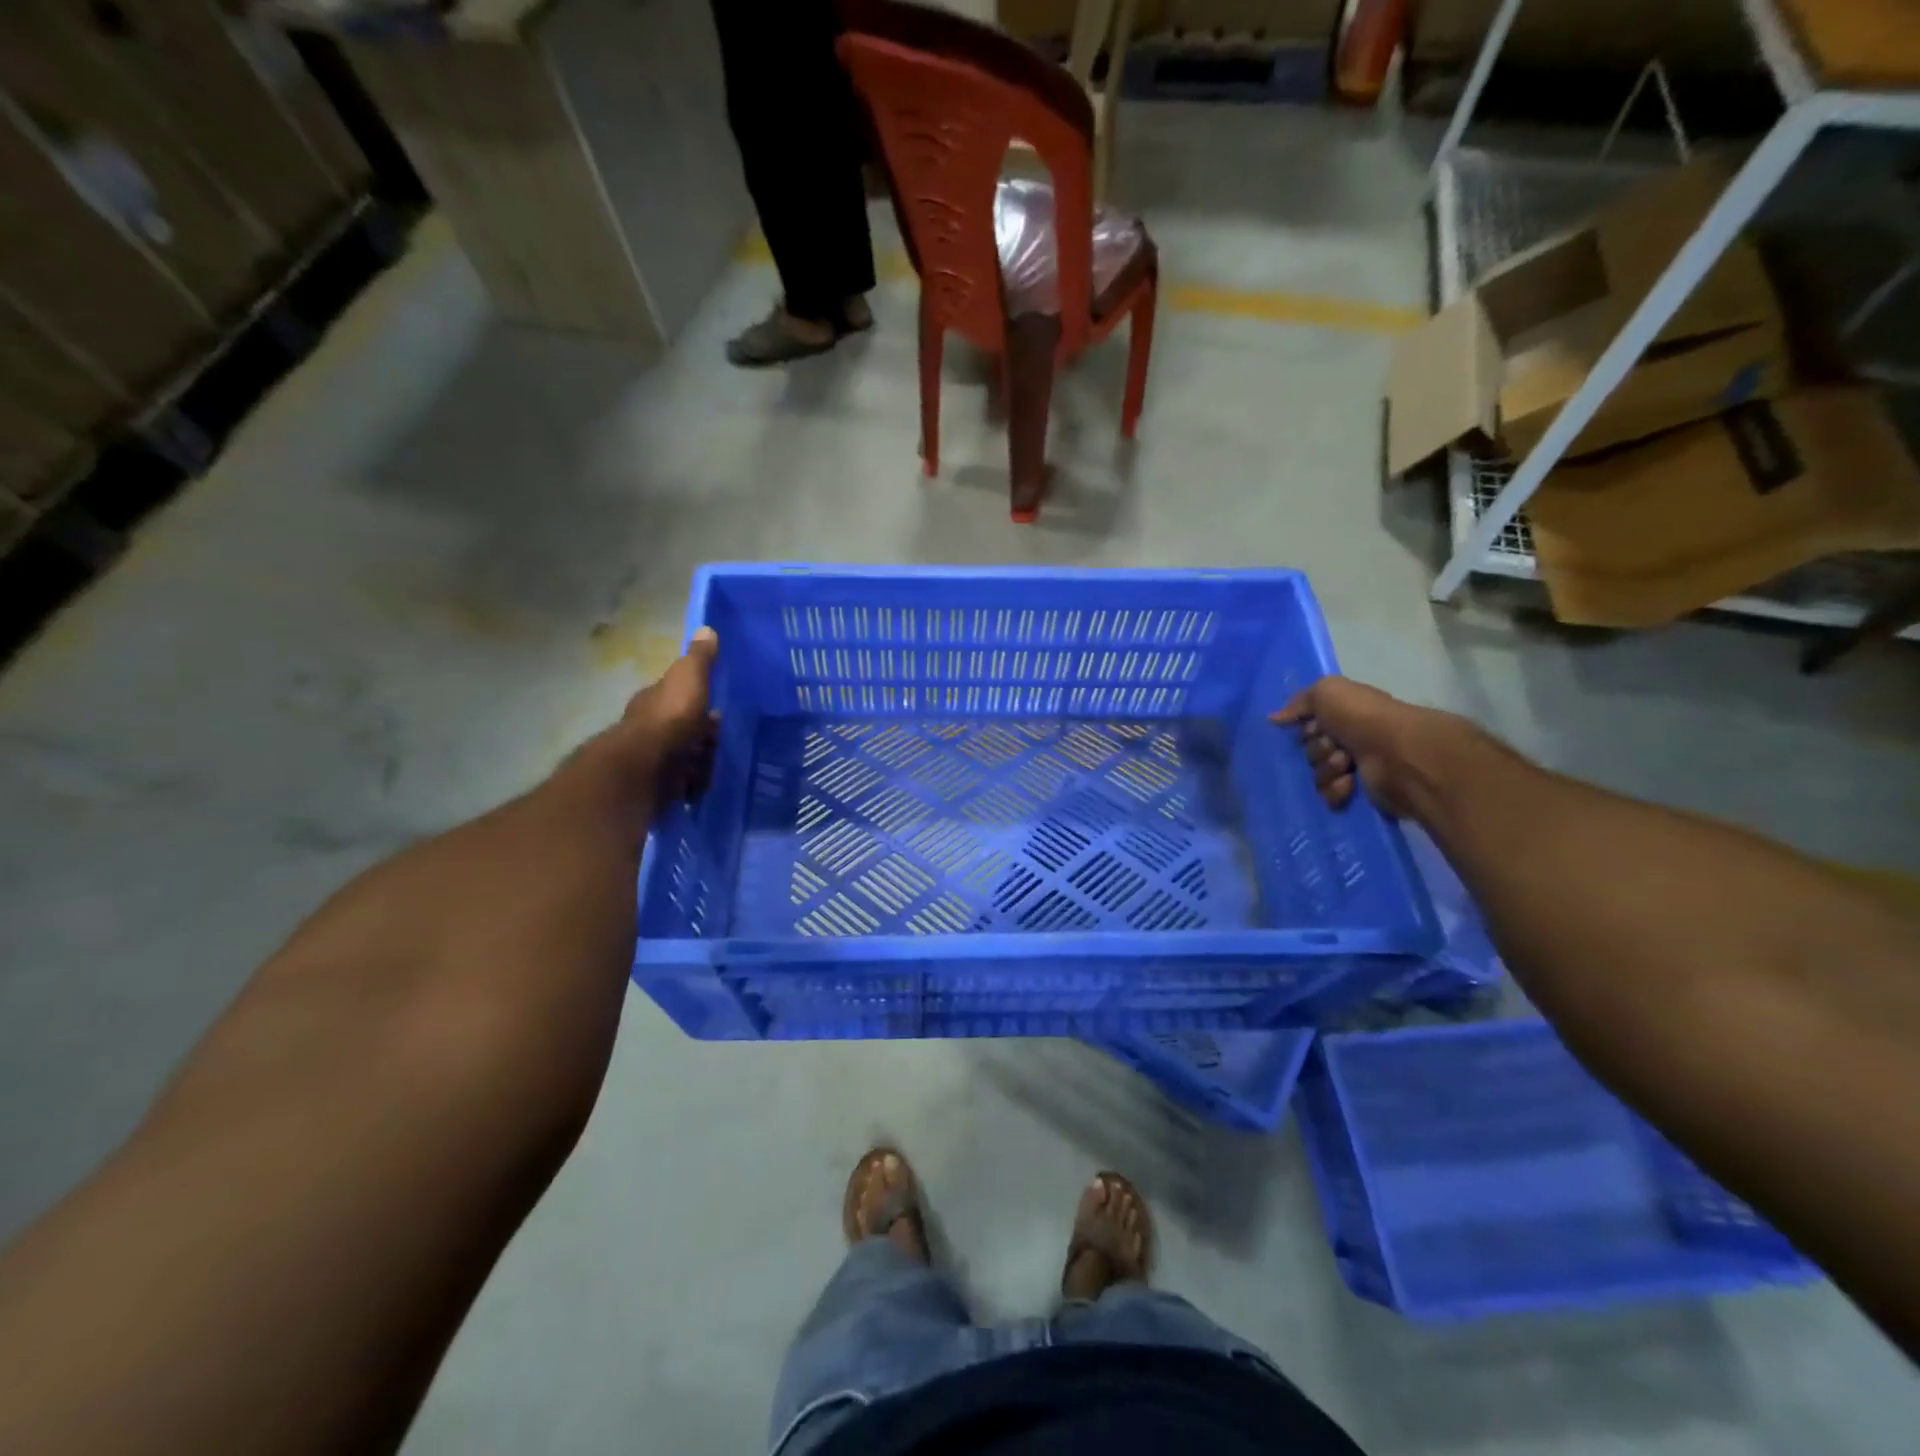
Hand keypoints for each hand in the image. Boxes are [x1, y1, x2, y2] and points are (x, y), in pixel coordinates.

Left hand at [611, 627, 719, 802]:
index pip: (677, 695)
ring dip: (699, 761)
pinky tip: (704, 786)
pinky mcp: (657, 785)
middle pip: (683, 728)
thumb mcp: (689, 678)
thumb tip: (706, 628)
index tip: (717, 709)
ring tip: (715, 765)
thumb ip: (699, 658)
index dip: (696, 700)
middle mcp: (649, 727)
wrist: (647, 767)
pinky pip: (682, 784)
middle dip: (701, 735)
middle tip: (720, 740)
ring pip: (684, 756)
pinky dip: (693, 785)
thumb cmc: (670, 718)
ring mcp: (652, 758)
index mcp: (655, 699)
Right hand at [1270, 676, 1432, 816]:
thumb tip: (1274, 718)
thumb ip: (1299, 701)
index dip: (1307, 727)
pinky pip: (1329, 795)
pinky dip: (1336, 790)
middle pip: (1311, 750)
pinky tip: (1349, 783)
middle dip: (1317, 750)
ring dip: (1327, 769)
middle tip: (1334, 746)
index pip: (1308, 725)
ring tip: (1346, 765)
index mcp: (1345, 715)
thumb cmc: (1363, 717)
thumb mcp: (1327, 692)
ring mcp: (1356, 767)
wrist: (1399, 754)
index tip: (1314, 727)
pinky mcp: (1360, 792)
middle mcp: (1351, 739)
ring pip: (1318, 774)